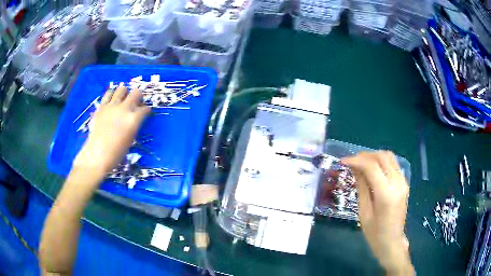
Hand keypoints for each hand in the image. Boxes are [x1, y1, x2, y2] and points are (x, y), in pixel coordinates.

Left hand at [74, 86, 150, 175]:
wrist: (98, 155)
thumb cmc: (116, 153)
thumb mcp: (130, 139)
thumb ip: (133, 125)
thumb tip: (135, 119)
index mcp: (134, 119)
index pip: (145, 109)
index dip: (146, 110)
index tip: (145, 113)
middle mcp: (125, 109)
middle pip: (136, 92)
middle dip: (138, 97)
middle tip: (136, 102)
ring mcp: (112, 106)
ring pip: (122, 89)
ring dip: (125, 93)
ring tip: (123, 99)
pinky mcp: (102, 106)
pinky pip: (108, 93)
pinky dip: (112, 94)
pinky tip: (112, 100)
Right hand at [342, 151, 413, 274]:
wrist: (392, 241)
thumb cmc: (375, 233)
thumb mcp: (364, 211)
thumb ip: (362, 187)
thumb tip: (355, 168)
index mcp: (386, 193)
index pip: (372, 167)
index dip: (356, 160)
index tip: (343, 161)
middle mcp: (397, 183)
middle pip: (382, 157)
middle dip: (365, 155)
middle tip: (352, 161)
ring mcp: (403, 182)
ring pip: (389, 157)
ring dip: (374, 156)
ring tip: (361, 163)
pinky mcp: (404, 183)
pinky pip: (393, 165)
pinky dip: (381, 162)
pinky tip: (373, 169)